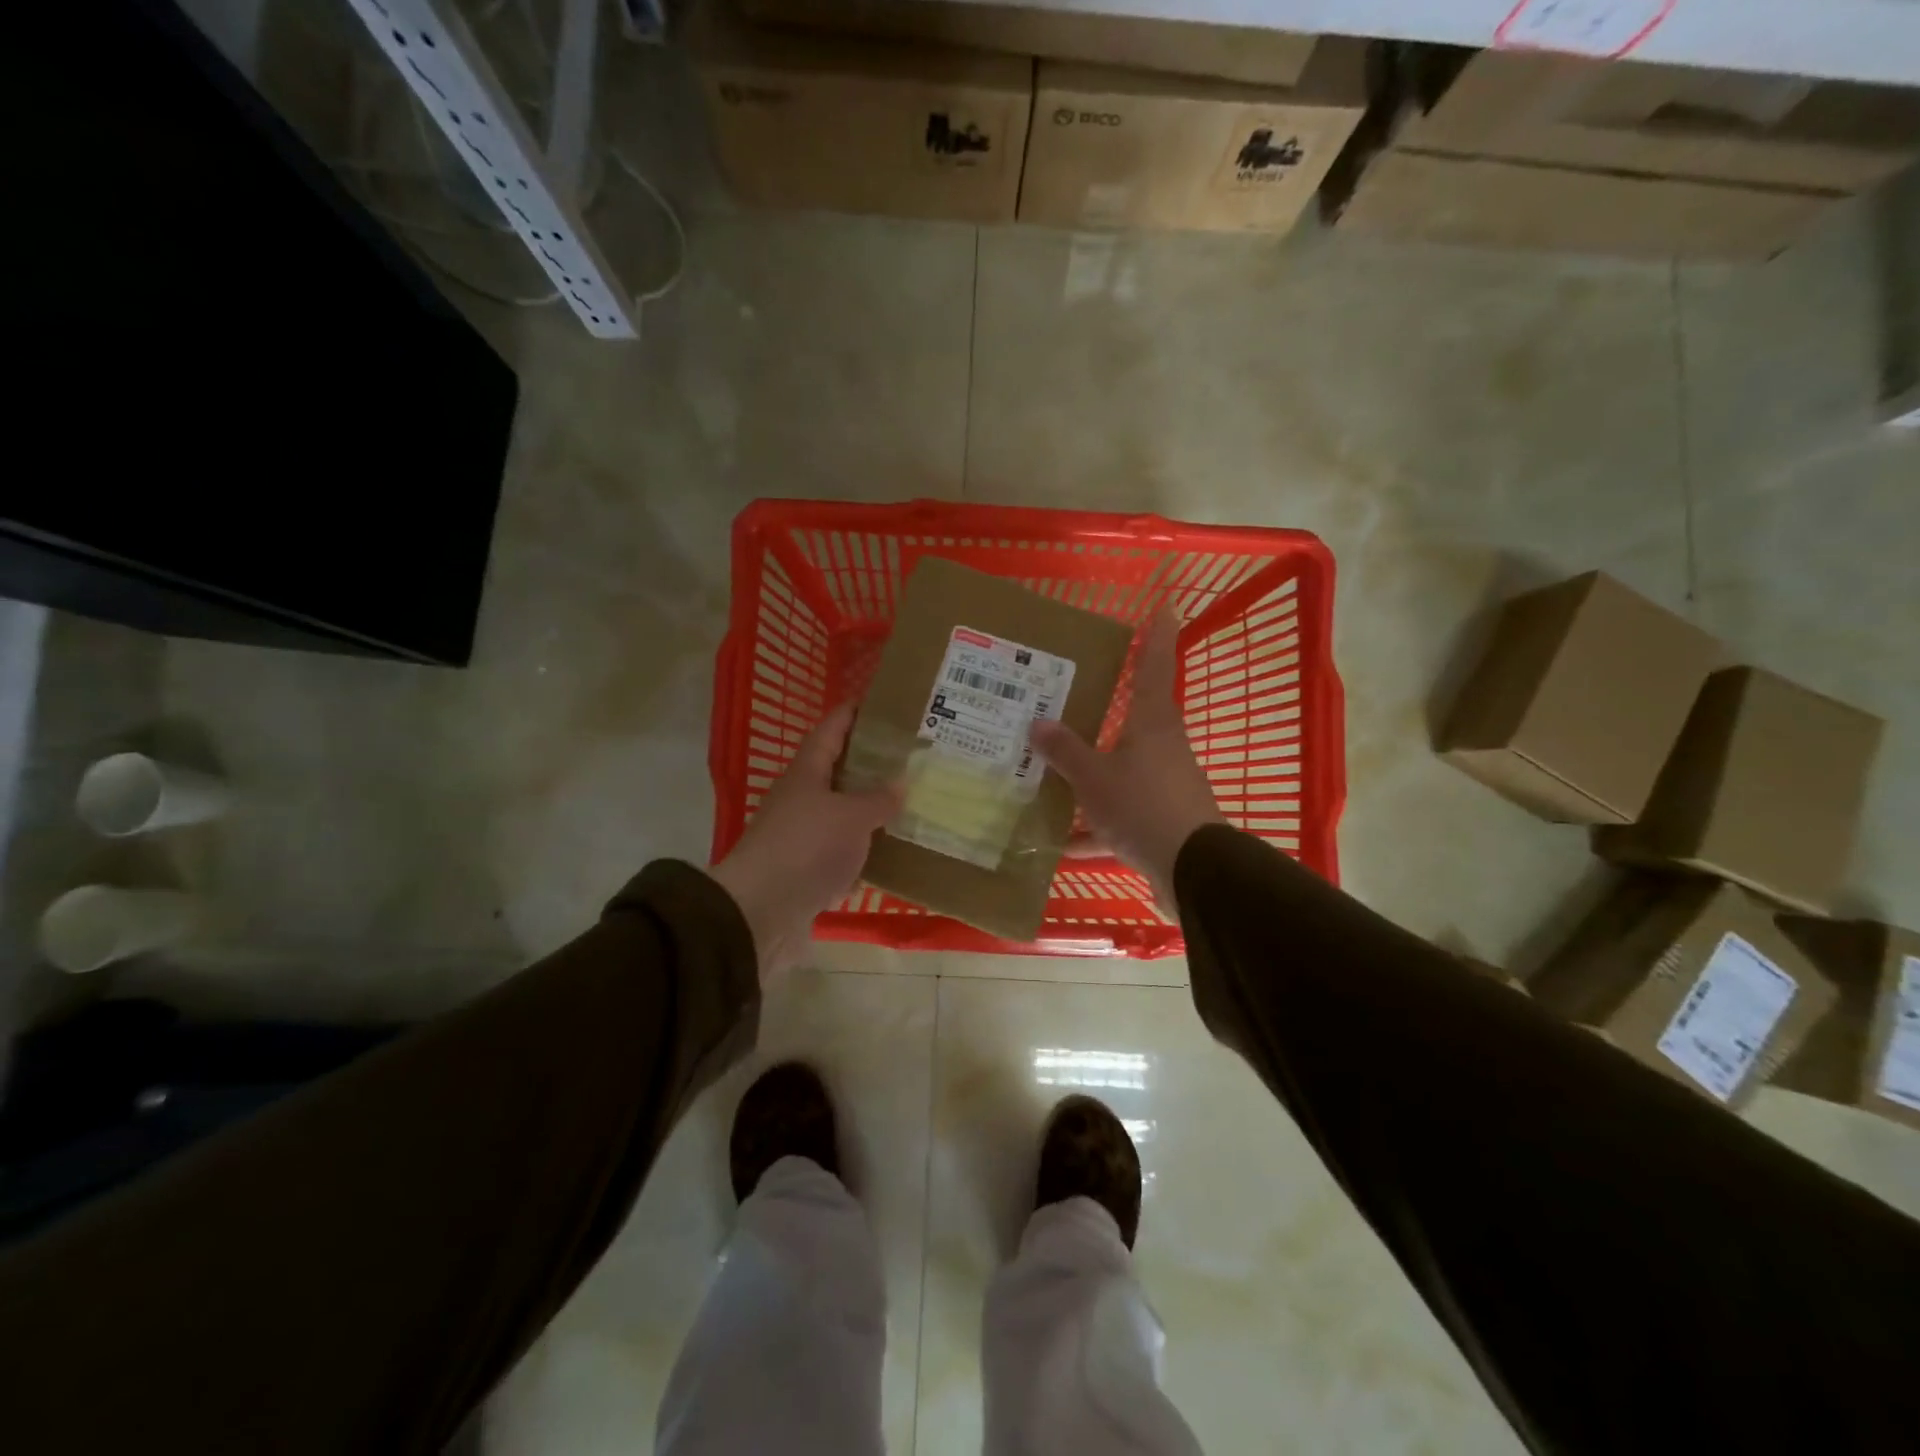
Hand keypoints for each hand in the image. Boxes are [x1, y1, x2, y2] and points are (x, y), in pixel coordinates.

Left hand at [710, 701, 901, 982]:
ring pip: (842, 814)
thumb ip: (878, 798)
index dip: (853, 713)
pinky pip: (842, 853)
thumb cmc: (806, 848)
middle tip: (910, 758)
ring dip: (870, 810)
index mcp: (807, 773)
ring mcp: (802, 836)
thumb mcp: (851, 817)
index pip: (831, 729)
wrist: (761, 913)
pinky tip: (892, 855)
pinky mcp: (807, 871)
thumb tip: (900, 783)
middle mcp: (801, 799)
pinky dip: (865, 852)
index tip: (881, 702)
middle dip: (871, 763)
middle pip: (837, 771)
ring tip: (909, 804)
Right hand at [1029, 611, 1224, 910]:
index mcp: (1152, 724)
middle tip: (1070, 697)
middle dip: (1104, 711)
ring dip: (1091, 775)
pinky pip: (1120, 815)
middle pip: (1133, 719)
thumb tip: (1038, 722)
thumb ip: (1065, 751)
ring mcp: (1164, 787)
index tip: (1165, 605)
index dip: (1157, 636)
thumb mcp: (1094, 778)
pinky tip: (1063, 842)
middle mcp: (1162, 749)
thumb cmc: (1143, 807)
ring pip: (1121, 771)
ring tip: (1050, 775)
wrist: (1191, 872)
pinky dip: (1094, 828)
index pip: (1155, 667)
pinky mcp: (1161, 823)